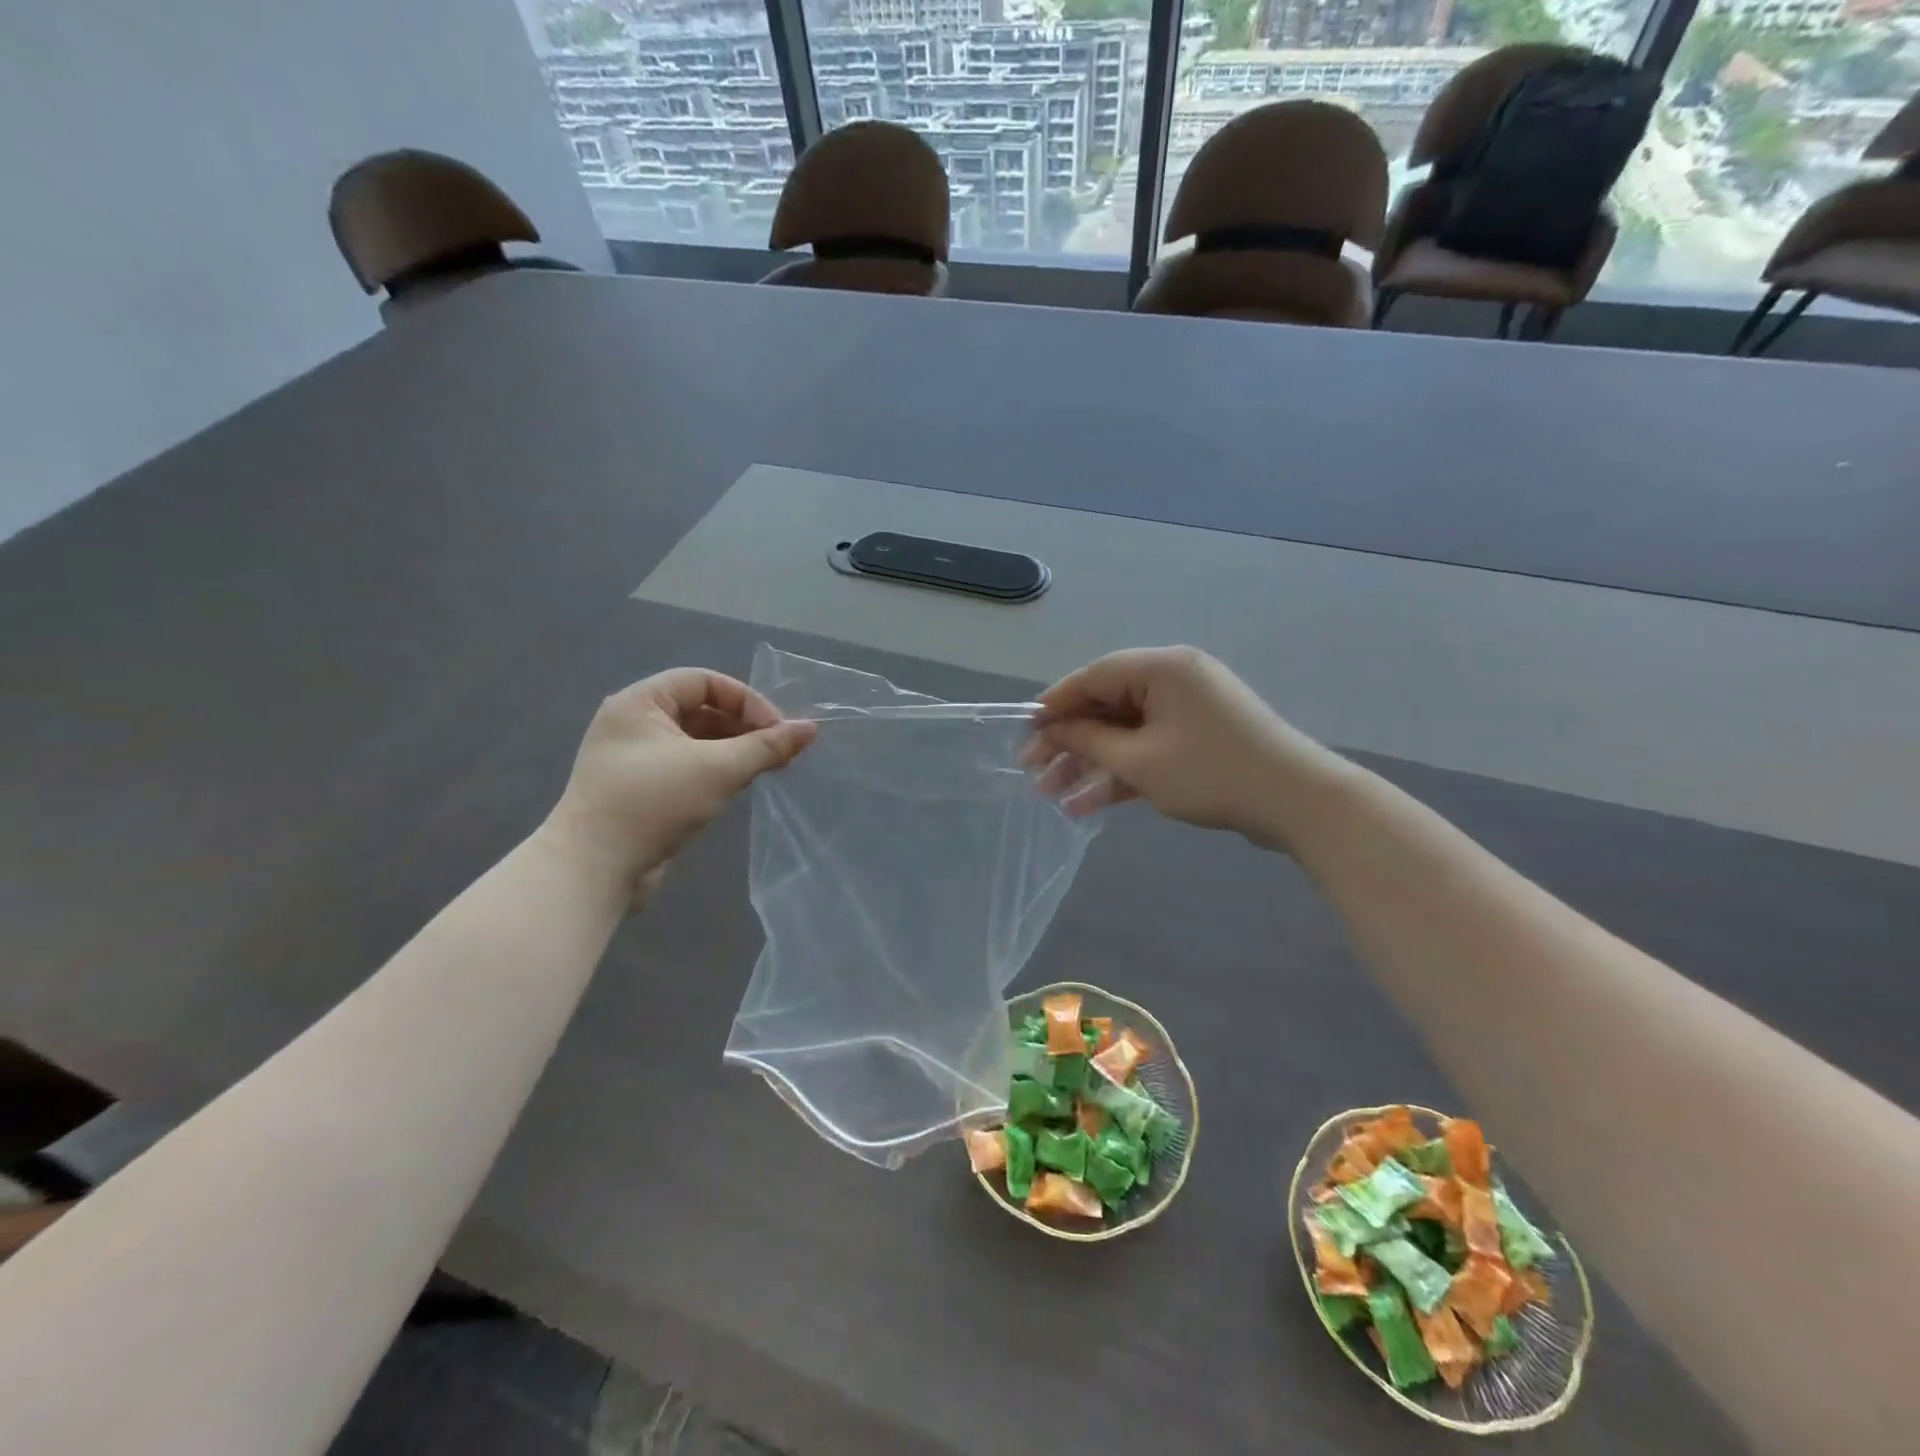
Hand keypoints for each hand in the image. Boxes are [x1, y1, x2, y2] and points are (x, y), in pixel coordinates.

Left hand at [541, 669, 814, 901]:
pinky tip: (738, 786)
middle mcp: (634, 723)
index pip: (704, 682)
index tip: (778, 730)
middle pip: (701, 709)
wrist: (593, 870)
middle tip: (779, 751)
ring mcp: (634, 758)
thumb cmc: (653, 804)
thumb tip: (811, 728)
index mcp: (640, 702)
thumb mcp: (718, 770)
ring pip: (696, 740)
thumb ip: (766, 747)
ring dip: (733, 749)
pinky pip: (686, 766)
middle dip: (743, 726)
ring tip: (766, 768)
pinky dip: (715, 770)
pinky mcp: (640, 789)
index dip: (746, 700)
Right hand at [1026, 647, 1343, 849]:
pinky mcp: (1198, 739)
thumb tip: (1054, 729)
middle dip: (1069, 742)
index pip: (1093, 676)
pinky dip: (1121, 772)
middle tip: (1033, 771)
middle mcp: (1174, 680)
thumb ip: (1089, 741)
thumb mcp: (1139, 761)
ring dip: (1090, 763)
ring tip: (1052, 795)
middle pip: (1106, 705)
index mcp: (1161, 669)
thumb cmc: (1211, 773)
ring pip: (1125, 731)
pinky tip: (1087, 805)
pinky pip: (1148, 748)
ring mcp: (1188, 710)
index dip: (1055, 704)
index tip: (1025, 731)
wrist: (1298, 803)